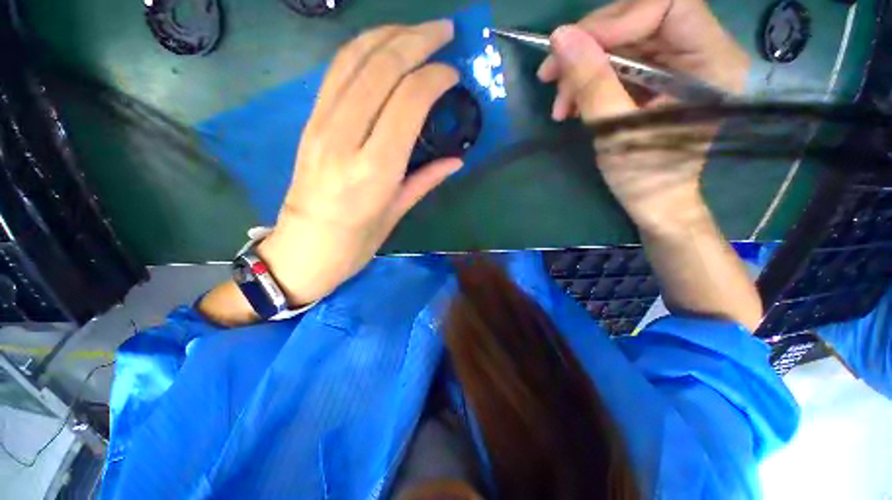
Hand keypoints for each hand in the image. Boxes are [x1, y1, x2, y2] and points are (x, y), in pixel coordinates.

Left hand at [257, 21, 461, 305]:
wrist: (305, 249)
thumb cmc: (356, 242)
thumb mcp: (396, 214)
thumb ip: (426, 180)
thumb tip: (456, 160)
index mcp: (374, 168)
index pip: (407, 100)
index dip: (434, 78)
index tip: (453, 75)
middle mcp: (345, 137)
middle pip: (381, 68)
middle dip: (416, 39)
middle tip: (444, 31)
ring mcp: (321, 124)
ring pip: (354, 59)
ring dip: (388, 34)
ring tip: (416, 29)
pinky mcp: (310, 122)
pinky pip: (335, 73)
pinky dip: (361, 49)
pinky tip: (381, 45)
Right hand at [544, 25, 712, 232]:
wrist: (653, 200)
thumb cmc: (643, 175)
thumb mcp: (615, 130)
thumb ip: (592, 81)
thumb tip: (560, 37)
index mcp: (711, 63)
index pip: (668, 5)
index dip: (617, 21)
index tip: (573, 49)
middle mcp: (701, 51)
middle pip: (640, 18)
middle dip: (589, 45)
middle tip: (551, 75)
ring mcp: (678, 63)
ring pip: (623, 40)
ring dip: (582, 67)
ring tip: (560, 104)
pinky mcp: (658, 76)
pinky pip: (619, 61)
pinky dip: (589, 78)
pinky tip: (571, 103)